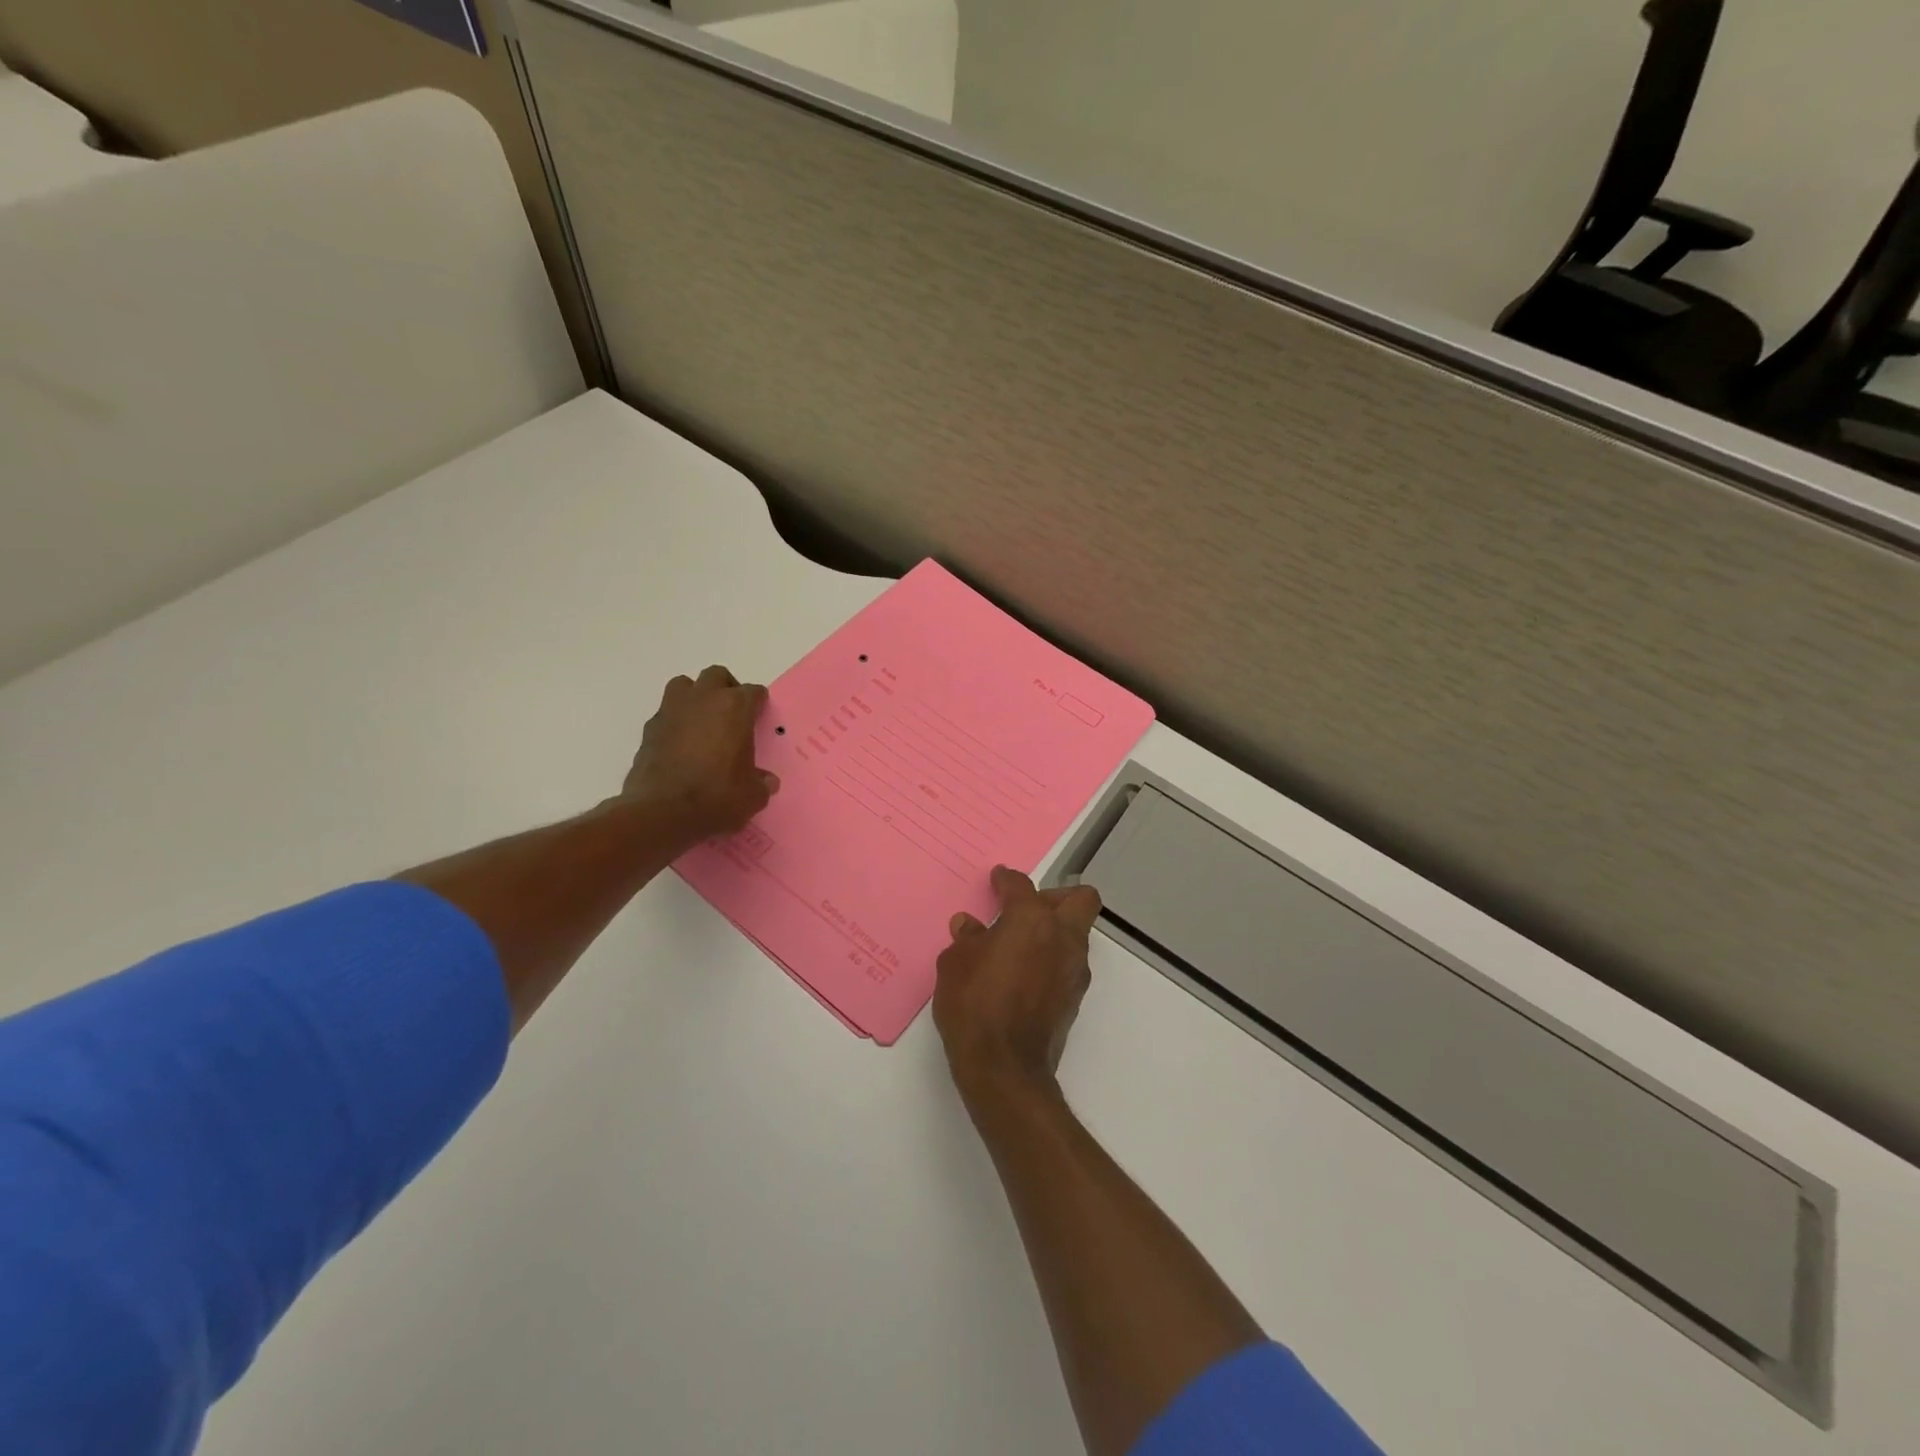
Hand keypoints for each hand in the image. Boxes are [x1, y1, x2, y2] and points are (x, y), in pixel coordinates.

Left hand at [623, 665, 778, 844]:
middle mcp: (702, 700)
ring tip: (703, 721)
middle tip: (733, 713)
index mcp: (734, 708)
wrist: (662, 813)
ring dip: (695, 696)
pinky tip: (680, 746)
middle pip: (716, 676)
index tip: (760, 716)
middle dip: (727, 688)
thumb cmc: (717, 797)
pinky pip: (665, 714)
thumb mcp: (752, 795)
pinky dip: (675, 723)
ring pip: (684, 686)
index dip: (758, 703)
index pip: (753, 692)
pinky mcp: (648, 730)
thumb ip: (761, 782)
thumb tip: (766, 781)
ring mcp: (671, 712)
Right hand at [934, 865, 1102, 1103]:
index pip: (1021, 886)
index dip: (1006, 880)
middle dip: (1055, 897)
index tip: (998, 880)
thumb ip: (967, 939)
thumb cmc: (974, 1004)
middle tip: (1025, 908)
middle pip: (1079, 900)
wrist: (1004, 1068)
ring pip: (1076, 934)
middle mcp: (1062, 937)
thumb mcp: (955, 964)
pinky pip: (1067, 964)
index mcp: (1032, 919)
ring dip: (1053, 932)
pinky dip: (1050, 961)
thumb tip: (970, 926)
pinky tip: (1022, 975)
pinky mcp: (1074, 999)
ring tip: (1018, 946)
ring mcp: (1074, 969)